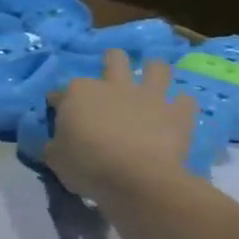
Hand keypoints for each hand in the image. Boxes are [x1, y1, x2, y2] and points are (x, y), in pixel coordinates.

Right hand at [44, 50, 196, 201]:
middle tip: (110, 80)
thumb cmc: (88, 166)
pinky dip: (181, 105)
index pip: (60, 92)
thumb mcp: (55, 159)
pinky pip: (185, 101)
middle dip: (111, 62)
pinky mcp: (176, 113)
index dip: (58, 103)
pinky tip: (178, 113)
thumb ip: (53, 145)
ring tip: (152, 81)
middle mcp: (113, 85)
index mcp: (77, 93)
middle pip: (114, 59)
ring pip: (156, 67)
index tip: (59, 116)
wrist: (137, 179)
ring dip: (154, 71)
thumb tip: (53, 143)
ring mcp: (148, 95)